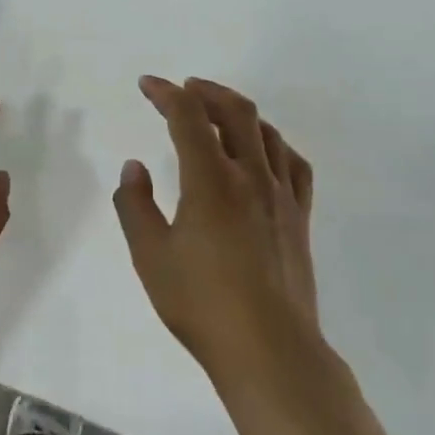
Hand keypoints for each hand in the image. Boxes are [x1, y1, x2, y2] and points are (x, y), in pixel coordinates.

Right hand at [113, 77, 319, 386]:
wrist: (268, 349)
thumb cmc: (200, 303)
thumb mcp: (149, 256)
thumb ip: (135, 205)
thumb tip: (134, 167)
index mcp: (210, 180)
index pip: (188, 117)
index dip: (166, 94)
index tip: (147, 85)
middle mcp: (250, 176)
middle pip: (235, 112)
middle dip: (206, 91)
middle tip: (183, 89)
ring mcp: (281, 196)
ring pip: (266, 132)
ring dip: (239, 111)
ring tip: (218, 111)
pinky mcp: (299, 218)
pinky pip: (293, 163)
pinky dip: (273, 143)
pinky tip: (264, 151)